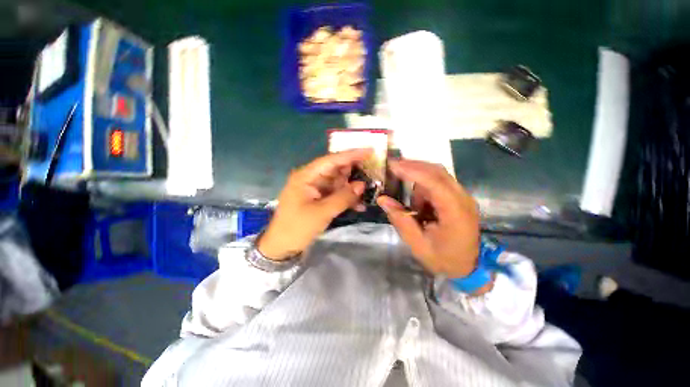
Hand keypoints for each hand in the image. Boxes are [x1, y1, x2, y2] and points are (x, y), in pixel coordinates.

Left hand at [257, 149, 370, 259]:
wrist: (283, 247)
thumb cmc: (298, 228)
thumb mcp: (322, 212)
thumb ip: (343, 197)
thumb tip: (362, 185)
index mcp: (307, 176)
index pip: (331, 160)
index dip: (351, 154)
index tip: (369, 150)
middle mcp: (311, 178)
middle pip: (336, 169)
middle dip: (354, 171)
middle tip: (373, 170)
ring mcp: (315, 189)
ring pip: (338, 183)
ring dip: (352, 187)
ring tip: (370, 189)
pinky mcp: (319, 199)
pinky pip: (336, 194)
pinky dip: (347, 199)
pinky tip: (359, 206)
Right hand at [377, 160, 480, 277]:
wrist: (470, 267)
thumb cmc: (444, 259)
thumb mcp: (418, 245)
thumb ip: (401, 220)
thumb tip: (383, 199)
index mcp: (455, 212)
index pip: (434, 182)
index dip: (412, 171)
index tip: (392, 165)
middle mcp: (462, 199)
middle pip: (437, 172)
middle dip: (413, 166)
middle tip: (392, 166)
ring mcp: (462, 197)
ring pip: (437, 175)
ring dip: (418, 181)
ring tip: (410, 204)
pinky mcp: (458, 197)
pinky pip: (438, 183)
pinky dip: (423, 187)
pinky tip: (418, 205)